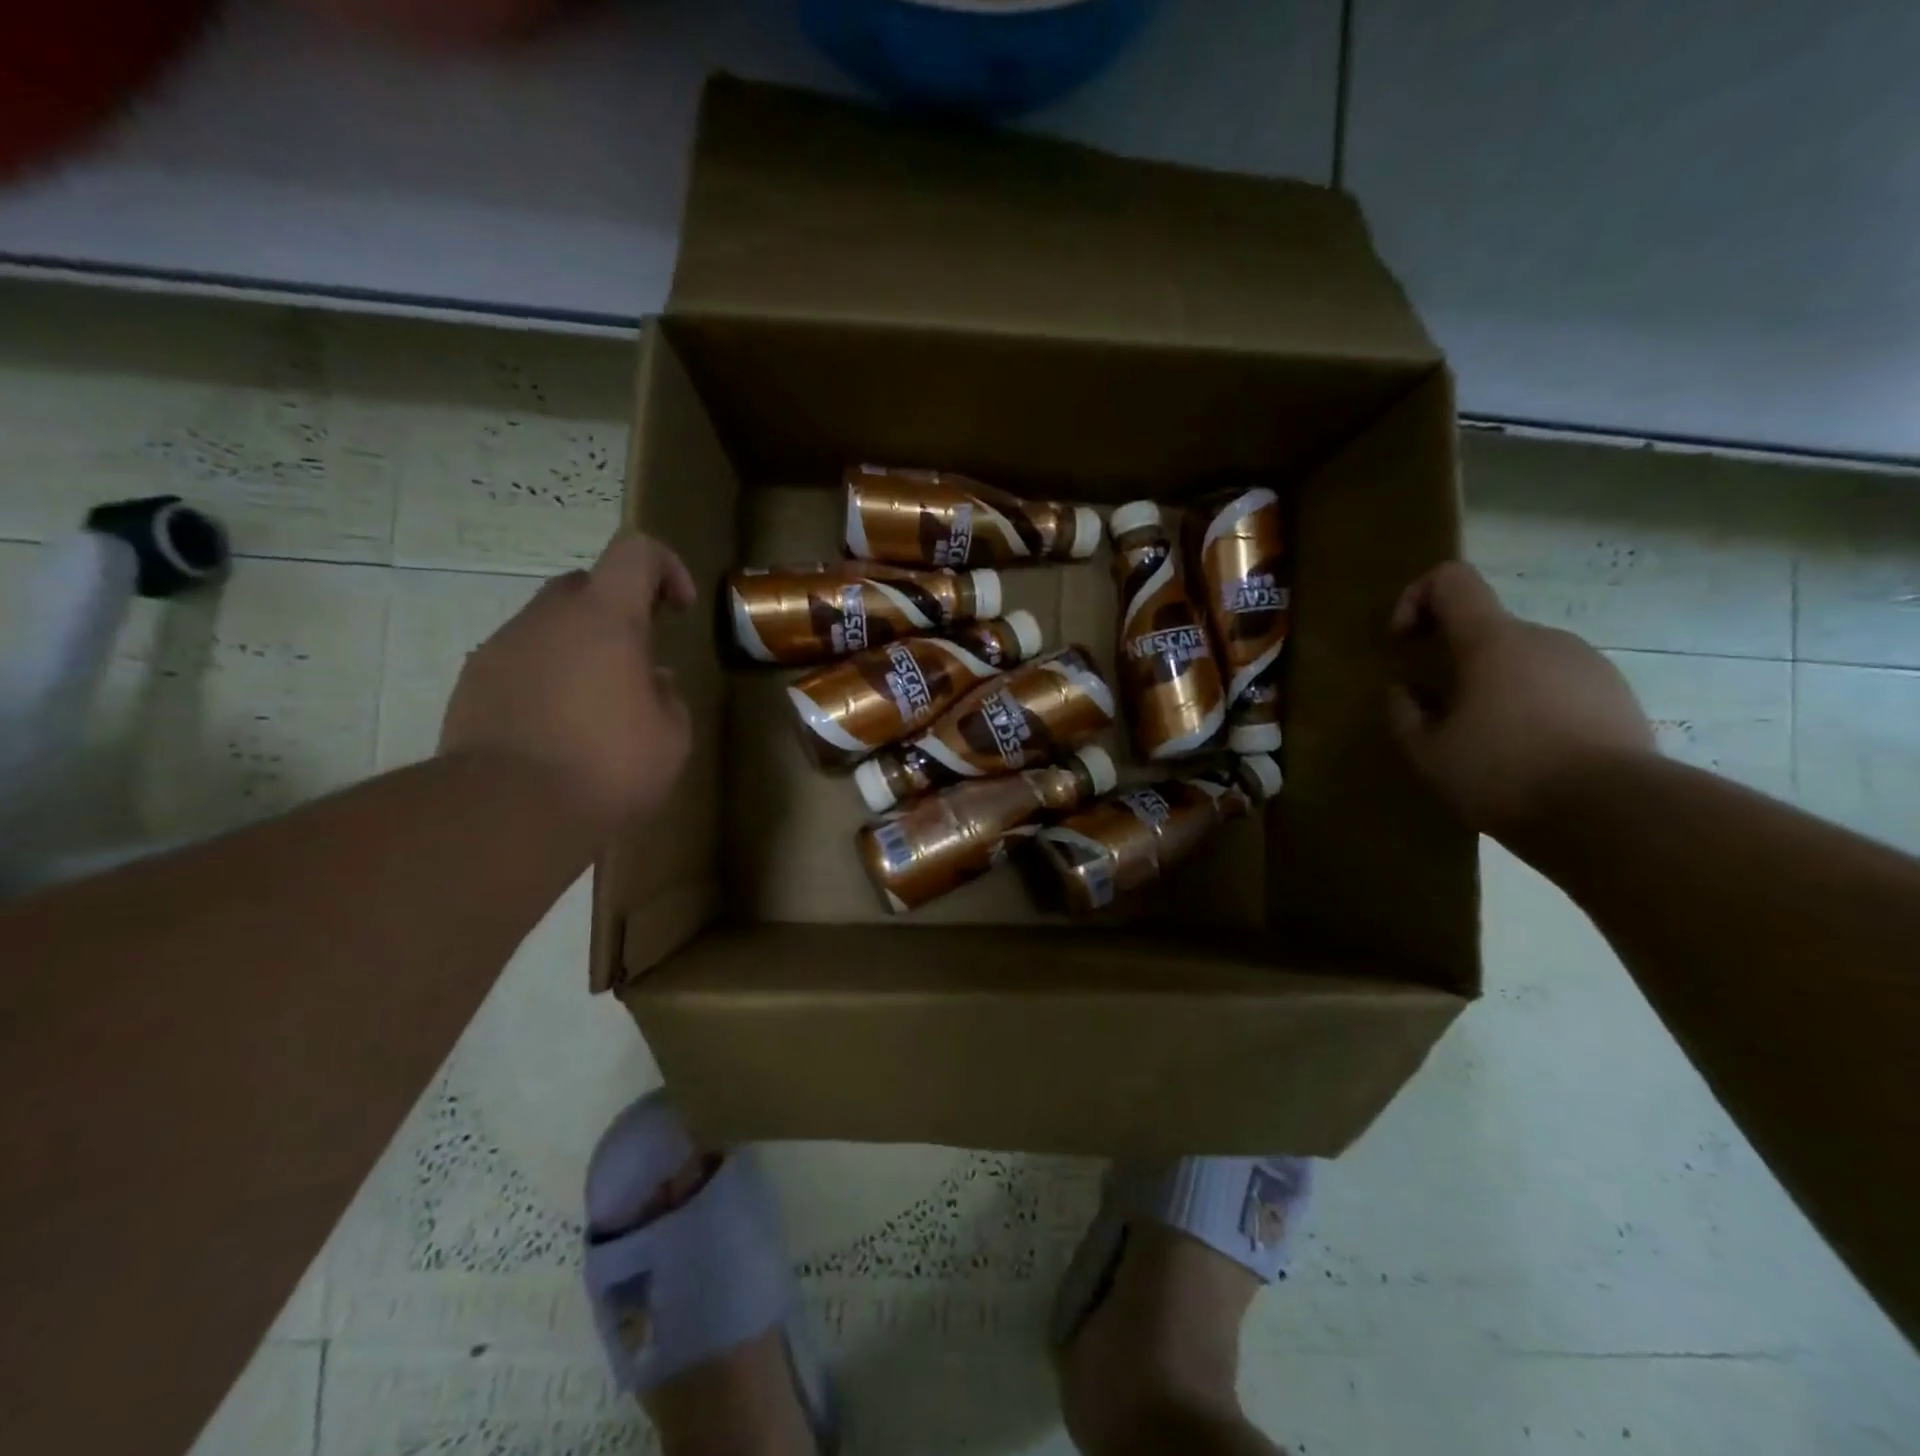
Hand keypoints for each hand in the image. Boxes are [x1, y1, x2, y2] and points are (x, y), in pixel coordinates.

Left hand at [440, 533, 695, 832]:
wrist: (505, 813)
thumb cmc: (607, 767)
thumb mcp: (672, 737)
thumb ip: (668, 696)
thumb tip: (653, 680)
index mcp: (605, 619)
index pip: (636, 552)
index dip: (665, 568)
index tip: (679, 609)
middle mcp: (548, 619)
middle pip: (586, 585)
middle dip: (618, 610)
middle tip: (638, 660)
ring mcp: (502, 648)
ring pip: (548, 625)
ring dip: (579, 647)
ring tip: (597, 705)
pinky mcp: (472, 684)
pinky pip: (519, 661)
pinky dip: (546, 676)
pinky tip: (557, 727)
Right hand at [1388, 561, 1655, 838]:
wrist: (1616, 815)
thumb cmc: (1505, 773)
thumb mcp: (1428, 753)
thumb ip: (1404, 714)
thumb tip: (1405, 691)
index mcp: (1493, 641)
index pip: (1451, 580)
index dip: (1417, 597)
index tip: (1404, 642)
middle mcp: (1545, 638)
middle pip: (1487, 627)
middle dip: (1455, 660)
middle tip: (1439, 712)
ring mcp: (1589, 665)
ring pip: (1524, 661)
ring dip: (1494, 687)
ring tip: (1486, 742)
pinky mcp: (1618, 697)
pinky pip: (1558, 687)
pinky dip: (1532, 708)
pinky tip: (1528, 756)